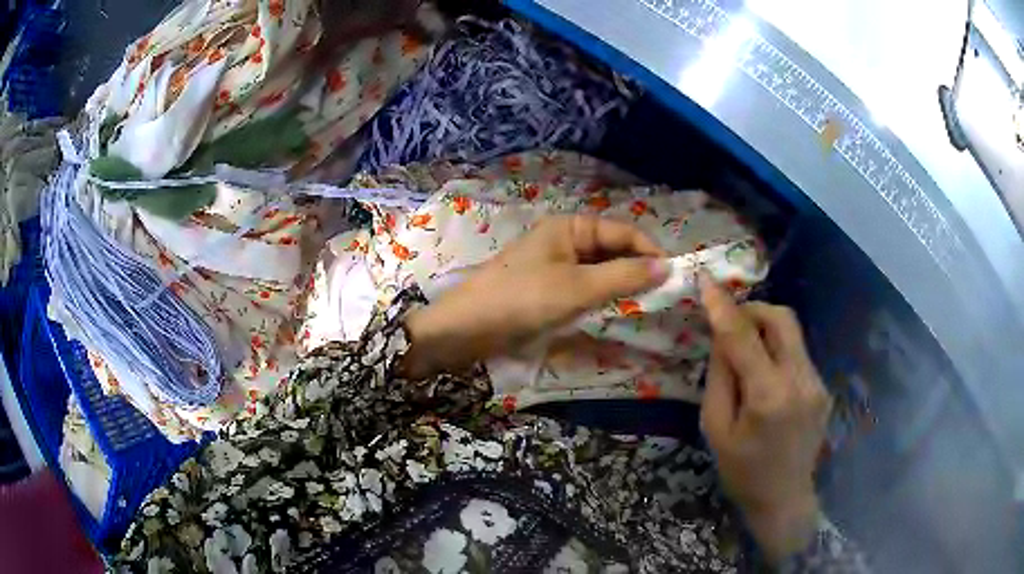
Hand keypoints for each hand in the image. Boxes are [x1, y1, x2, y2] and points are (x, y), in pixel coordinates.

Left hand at [402, 216, 669, 378]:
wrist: (466, 328)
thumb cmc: (523, 299)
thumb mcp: (578, 288)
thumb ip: (624, 276)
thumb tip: (668, 267)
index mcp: (570, 226)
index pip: (623, 231)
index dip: (649, 251)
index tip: (674, 277)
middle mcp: (564, 239)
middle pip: (612, 249)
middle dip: (636, 269)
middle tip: (662, 295)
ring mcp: (554, 265)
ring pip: (599, 270)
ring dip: (620, 284)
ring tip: (644, 304)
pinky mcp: (547, 288)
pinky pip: (583, 287)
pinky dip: (601, 296)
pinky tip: (614, 310)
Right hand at [698, 273, 830, 563]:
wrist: (784, 498)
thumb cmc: (741, 470)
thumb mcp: (716, 428)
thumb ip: (720, 377)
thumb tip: (722, 337)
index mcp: (768, 396)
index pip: (743, 336)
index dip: (723, 306)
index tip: (707, 280)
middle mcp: (800, 381)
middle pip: (782, 318)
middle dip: (754, 309)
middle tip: (731, 322)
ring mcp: (817, 382)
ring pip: (793, 332)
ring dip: (766, 329)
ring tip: (747, 350)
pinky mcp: (823, 387)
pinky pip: (798, 353)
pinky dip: (778, 351)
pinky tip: (767, 376)